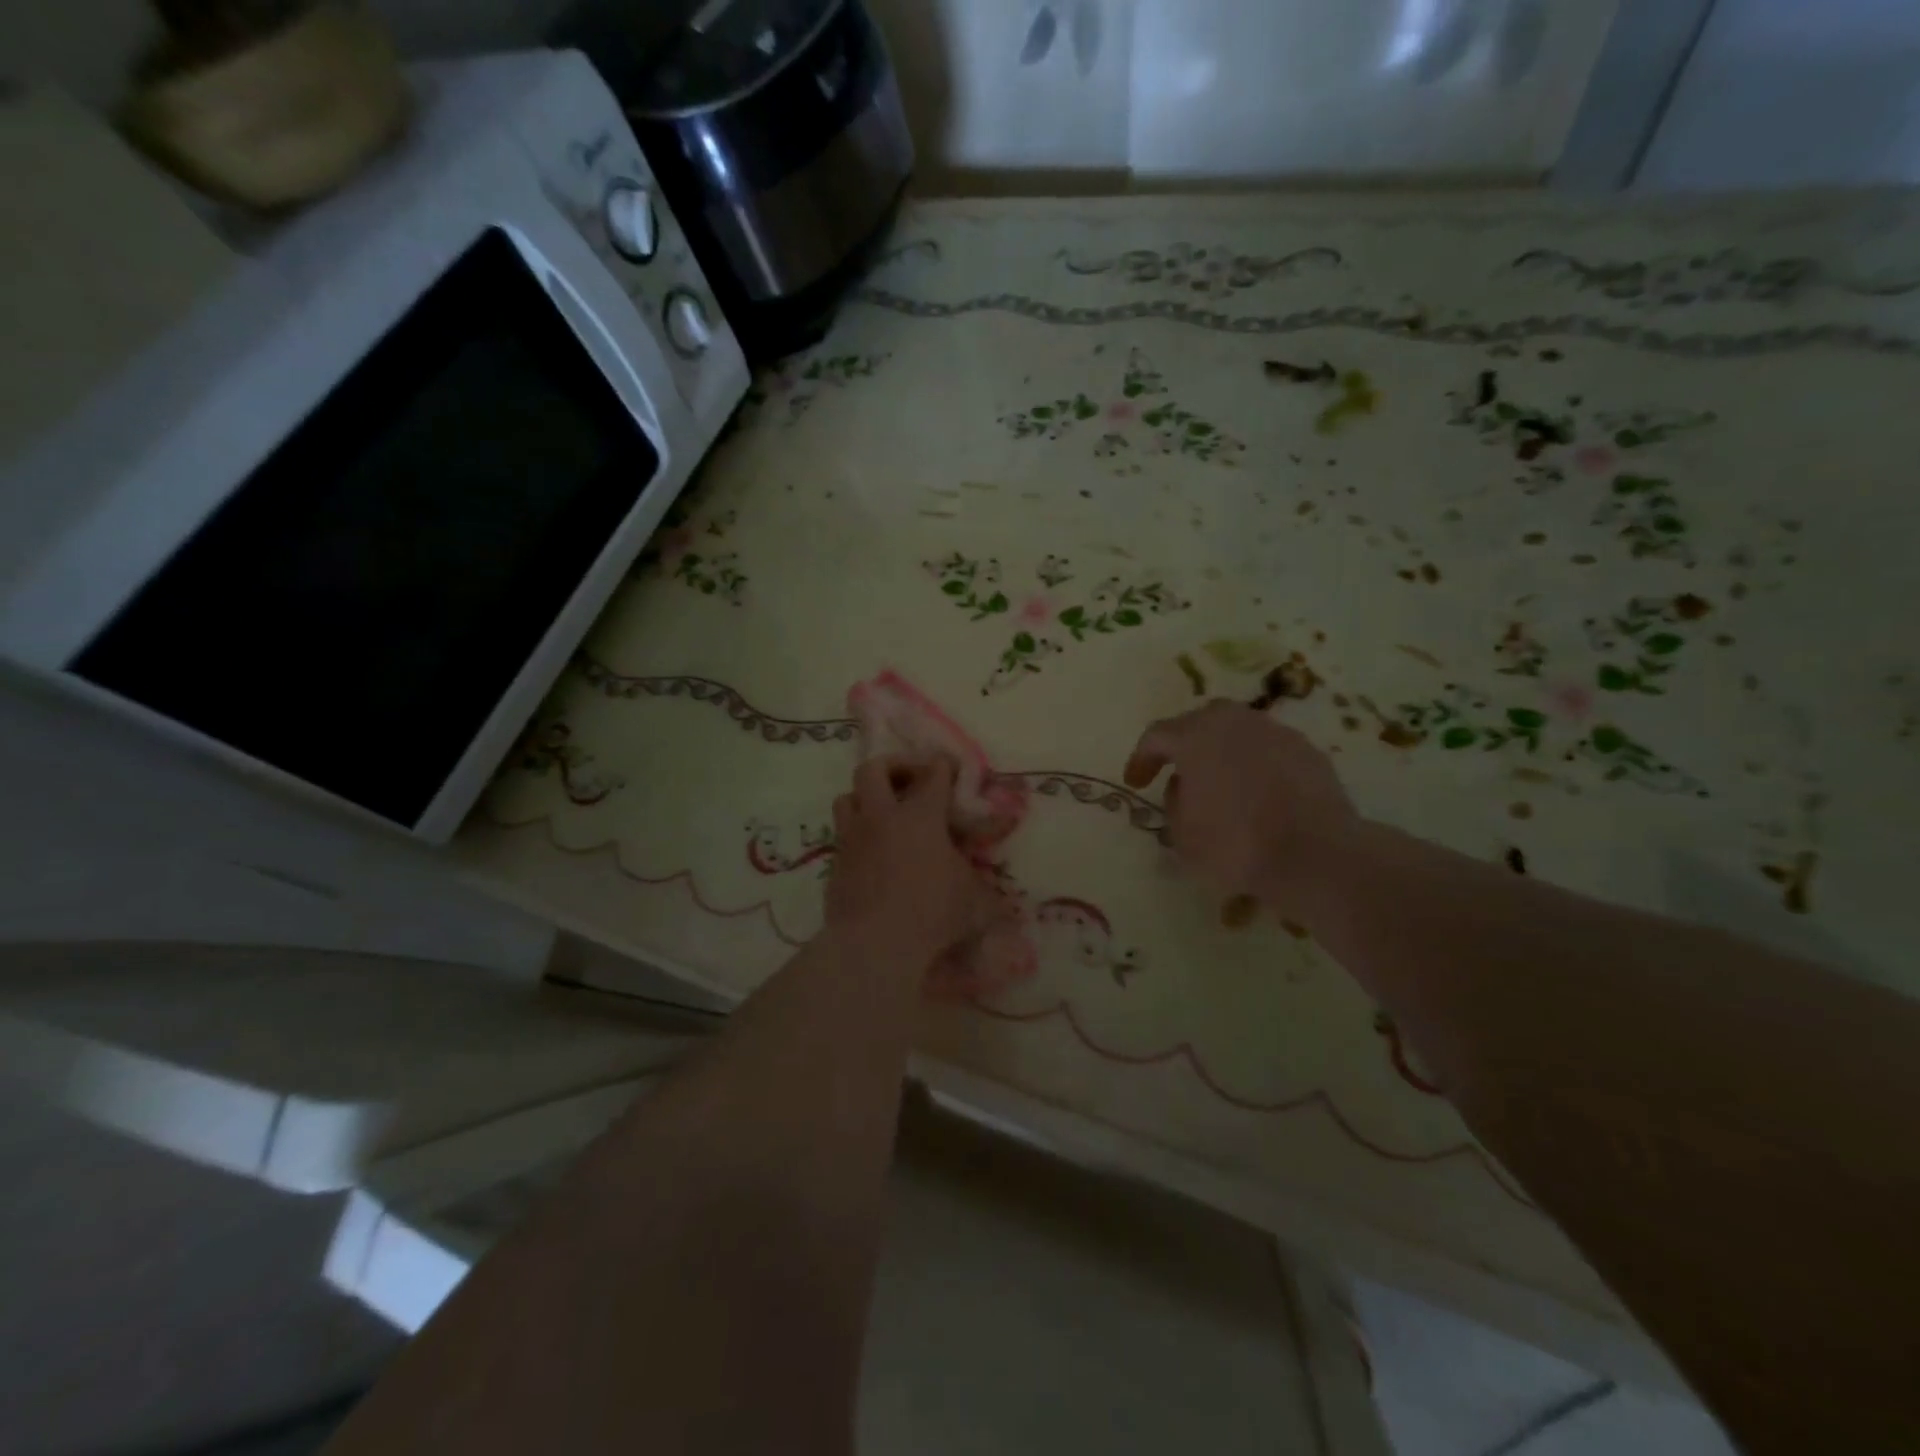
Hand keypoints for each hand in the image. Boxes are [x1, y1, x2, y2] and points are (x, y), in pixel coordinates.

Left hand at [826, 756, 1001, 967]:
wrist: (873, 946)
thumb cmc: (932, 913)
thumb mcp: (975, 903)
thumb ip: (989, 895)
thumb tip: (1007, 909)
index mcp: (920, 816)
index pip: (933, 774)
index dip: (944, 766)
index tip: (951, 767)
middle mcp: (881, 818)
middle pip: (873, 769)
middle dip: (893, 766)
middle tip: (909, 781)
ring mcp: (852, 840)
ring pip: (847, 798)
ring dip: (865, 798)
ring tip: (883, 813)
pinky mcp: (835, 866)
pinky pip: (842, 837)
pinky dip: (857, 837)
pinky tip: (872, 856)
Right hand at [1123, 701, 1362, 916]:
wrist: (1317, 855)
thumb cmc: (1236, 845)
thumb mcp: (1182, 835)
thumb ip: (1173, 803)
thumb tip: (1183, 787)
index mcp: (1196, 736)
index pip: (1157, 735)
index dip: (1141, 758)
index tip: (1135, 783)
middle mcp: (1235, 722)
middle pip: (1200, 721)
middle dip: (1184, 744)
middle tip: (1177, 772)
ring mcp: (1276, 733)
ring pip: (1238, 731)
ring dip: (1222, 751)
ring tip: (1220, 782)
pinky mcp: (1308, 751)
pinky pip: (1268, 749)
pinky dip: (1255, 764)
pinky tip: (1258, 793)